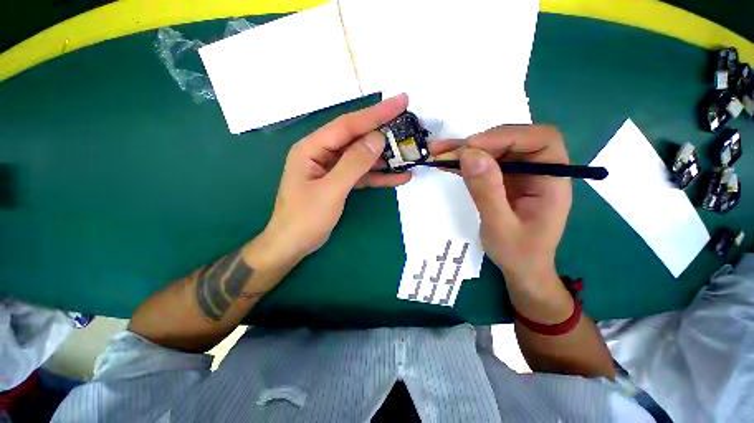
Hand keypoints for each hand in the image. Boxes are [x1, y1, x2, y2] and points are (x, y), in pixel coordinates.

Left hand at [263, 94, 410, 261]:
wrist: (293, 244)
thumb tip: (377, 138)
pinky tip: (398, 177)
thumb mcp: (330, 190)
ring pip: (363, 157)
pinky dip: (379, 176)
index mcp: (313, 148)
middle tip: (409, 127)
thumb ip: (353, 164)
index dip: (375, 113)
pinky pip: (362, 175)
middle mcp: (323, 154)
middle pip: (357, 139)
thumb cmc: (305, 218)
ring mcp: (333, 169)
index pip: (348, 125)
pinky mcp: (340, 183)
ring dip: (385, 158)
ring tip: (409, 155)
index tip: (401, 101)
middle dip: (383, 134)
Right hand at [432, 125, 571, 286]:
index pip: (540, 140)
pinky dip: (464, 161)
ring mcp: (520, 174)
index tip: (472, 147)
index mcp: (552, 180)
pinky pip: (484, 163)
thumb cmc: (518, 253)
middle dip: (478, 142)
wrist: (521, 268)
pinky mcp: (504, 179)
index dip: (506, 136)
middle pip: (513, 140)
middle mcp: (538, 170)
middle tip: (446, 151)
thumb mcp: (500, 226)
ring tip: (438, 151)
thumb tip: (470, 155)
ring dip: (465, 149)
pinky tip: (445, 162)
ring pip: (494, 149)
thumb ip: (487, 191)